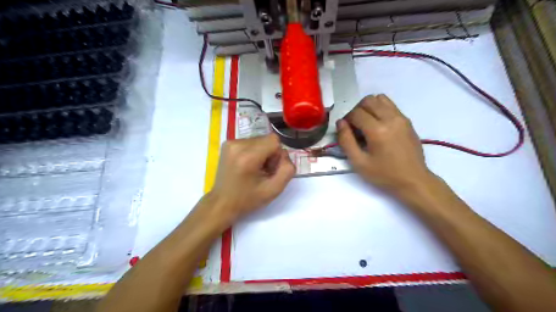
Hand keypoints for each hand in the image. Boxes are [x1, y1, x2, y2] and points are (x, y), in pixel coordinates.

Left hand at [207, 134, 294, 223]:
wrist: (222, 203)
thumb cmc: (248, 199)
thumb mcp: (274, 190)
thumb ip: (287, 170)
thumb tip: (284, 154)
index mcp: (248, 157)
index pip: (274, 140)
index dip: (277, 155)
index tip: (270, 169)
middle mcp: (237, 145)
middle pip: (266, 139)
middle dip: (269, 154)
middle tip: (262, 171)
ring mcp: (230, 143)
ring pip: (259, 140)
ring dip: (261, 153)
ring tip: (253, 169)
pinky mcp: (227, 143)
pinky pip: (250, 142)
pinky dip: (252, 151)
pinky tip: (247, 165)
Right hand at [336, 95, 436, 196]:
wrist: (413, 180)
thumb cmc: (384, 174)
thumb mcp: (359, 162)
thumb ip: (346, 141)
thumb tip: (340, 123)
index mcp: (377, 130)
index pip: (356, 113)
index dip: (347, 120)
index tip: (346, 131)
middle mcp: (390, 118)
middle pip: (368, 100)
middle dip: (357, 110)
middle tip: (355, 126)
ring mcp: (401, 118)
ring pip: (380, 98)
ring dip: (369, 107)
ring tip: (366, 123)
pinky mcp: (407, 120)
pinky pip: (390, 105)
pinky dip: (380, 109)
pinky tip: (378, 126)